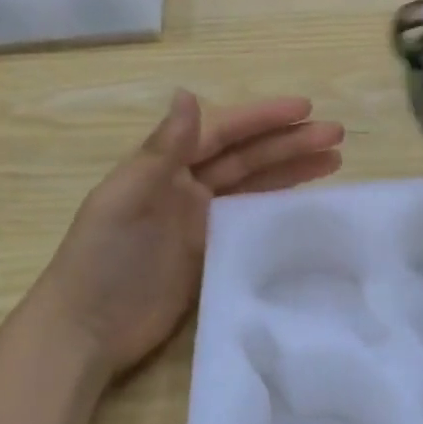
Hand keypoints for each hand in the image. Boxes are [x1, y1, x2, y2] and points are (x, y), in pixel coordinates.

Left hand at [34, 92, 343, 378]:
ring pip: (255, 186)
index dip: (264, 119)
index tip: (306, 109)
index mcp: (165, 167)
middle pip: (248, 157)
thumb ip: (162, 150)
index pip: (223, 134)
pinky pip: (252, 222)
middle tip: (336, 134)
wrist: (86, 331)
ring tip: (335, 160)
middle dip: (290, 143)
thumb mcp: (126, 198)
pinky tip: (307, 203)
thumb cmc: (102, 258)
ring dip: (292, 170)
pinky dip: (278, 208)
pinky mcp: (210, 254)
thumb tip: (187, 93)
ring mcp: (201, 222)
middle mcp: (187, 187)